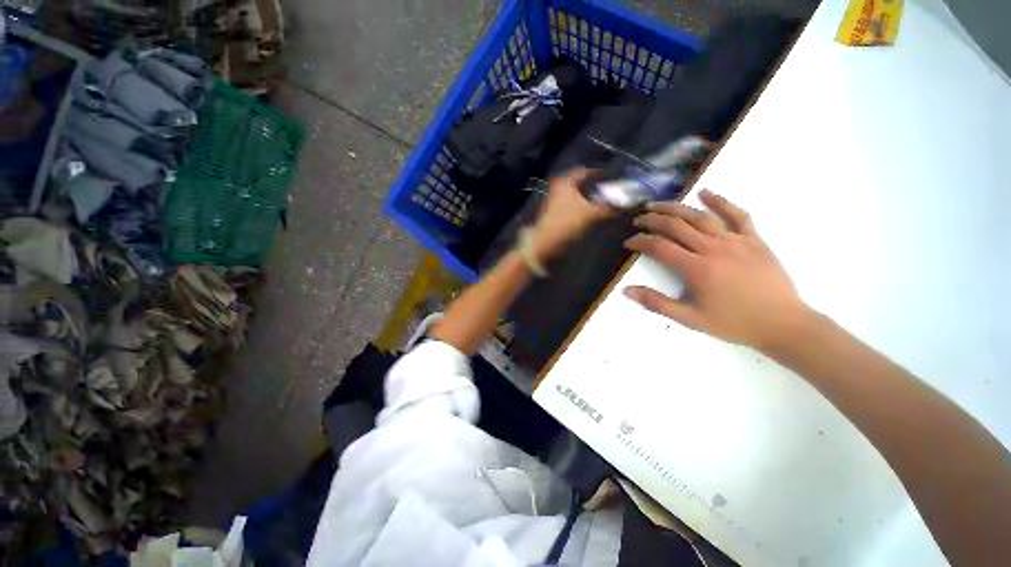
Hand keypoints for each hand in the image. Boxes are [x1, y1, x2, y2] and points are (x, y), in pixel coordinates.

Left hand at [531, 168, 611, 259]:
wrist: (545, 244)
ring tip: (605, 202)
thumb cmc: (567, 223)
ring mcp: (554, 200)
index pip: (586, 171)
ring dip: (590, 198)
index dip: (601, 173)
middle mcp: (558, 187)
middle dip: (597, 187)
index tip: (614, 177)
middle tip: (612, 190)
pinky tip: (593, 213)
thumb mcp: (592, 214)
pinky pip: (573, 205)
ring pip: (577, 195)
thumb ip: (610, 207)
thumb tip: (627, 203)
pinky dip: (583, 207)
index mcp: (565, 181)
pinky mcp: (554, 213)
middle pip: (581, 183)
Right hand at [623, 190, 810, 351]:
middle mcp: (713, 248)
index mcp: (697, 269)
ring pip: (700, 216)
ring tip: (658, 205)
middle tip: (638, 220)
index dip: (640, 241)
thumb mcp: (690, 319)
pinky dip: (720, 201)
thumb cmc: (734, 323)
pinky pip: (737, 215)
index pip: (659, 247)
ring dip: (675, 208)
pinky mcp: (754, 239)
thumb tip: (627, 291)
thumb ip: (656, 303)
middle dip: (652, 220)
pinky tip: (706, 193)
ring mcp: (736, 241)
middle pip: (676, 225)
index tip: (628, 242)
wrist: (783, 324)